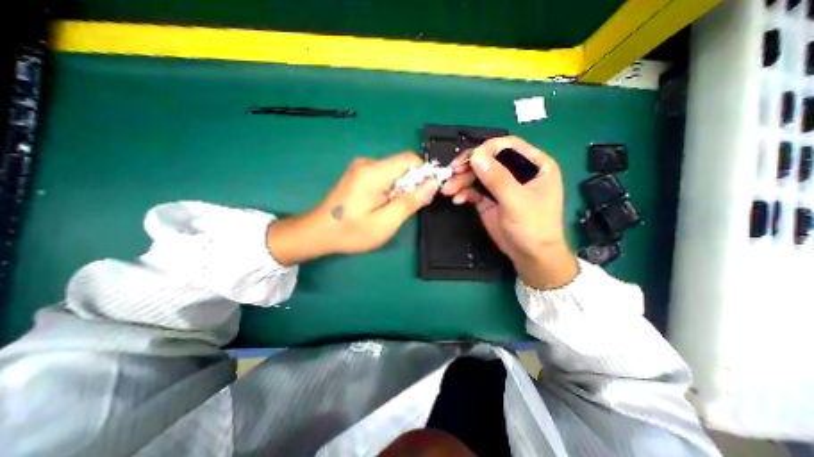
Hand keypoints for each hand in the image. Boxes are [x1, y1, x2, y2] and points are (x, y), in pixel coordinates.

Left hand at [270, 151, 439, 263]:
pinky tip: (381, 204)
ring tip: (391, 209)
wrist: (318, 232)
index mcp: (374, 172)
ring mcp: (361, 167)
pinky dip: (391, 188)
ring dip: (401, 188)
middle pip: (402, 165)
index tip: (426, 194)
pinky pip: (384, 175)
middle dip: (412, 184)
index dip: (424, 174)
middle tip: (405, 208)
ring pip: (394, 171)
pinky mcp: (359, 174)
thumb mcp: (386, 222)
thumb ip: (410, 201)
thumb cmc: (352, 231)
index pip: (411, 159)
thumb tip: (432, 184)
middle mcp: (368, 163)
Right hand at [440, 136, 578, 288]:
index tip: (467, 160)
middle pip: (488, 160)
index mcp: (534, 165)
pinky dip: (464, 193)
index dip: (486, 149)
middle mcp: (516, 172)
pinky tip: (457, 199)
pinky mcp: (489, 200)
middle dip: (468, 167)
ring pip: (478, 175)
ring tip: (448, 190)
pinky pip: (474, 191)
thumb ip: (497, 178)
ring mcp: (501, 186)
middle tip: (451, 174)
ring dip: (461, 180)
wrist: (530, 257)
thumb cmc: (534, 227)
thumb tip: (475, 155)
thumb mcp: (516, 201)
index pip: (507, 146)